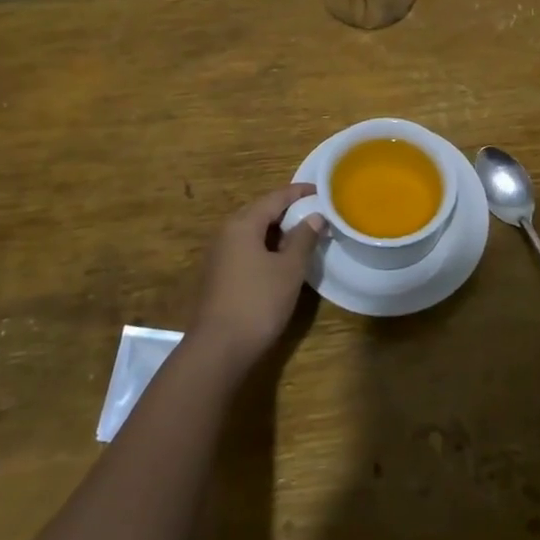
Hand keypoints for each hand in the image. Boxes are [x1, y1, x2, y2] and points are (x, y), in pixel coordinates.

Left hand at [188, 184, 327, 368]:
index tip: (321, 191)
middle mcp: (227, 232)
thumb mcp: (289, 269)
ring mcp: (220, 254)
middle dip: (287, 209)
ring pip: (253, 230)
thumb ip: (303, 238)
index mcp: (243, 224)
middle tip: (314, 211)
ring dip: (277, 229)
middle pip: (261, 210)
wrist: (218, 349)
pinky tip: (281, 258)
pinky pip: (246, 247)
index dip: (299, 192)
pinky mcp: (219, 274)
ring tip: (303, 233)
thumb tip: (315, 216)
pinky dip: (266, 245)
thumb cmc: (258, 302)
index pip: (275, 197)